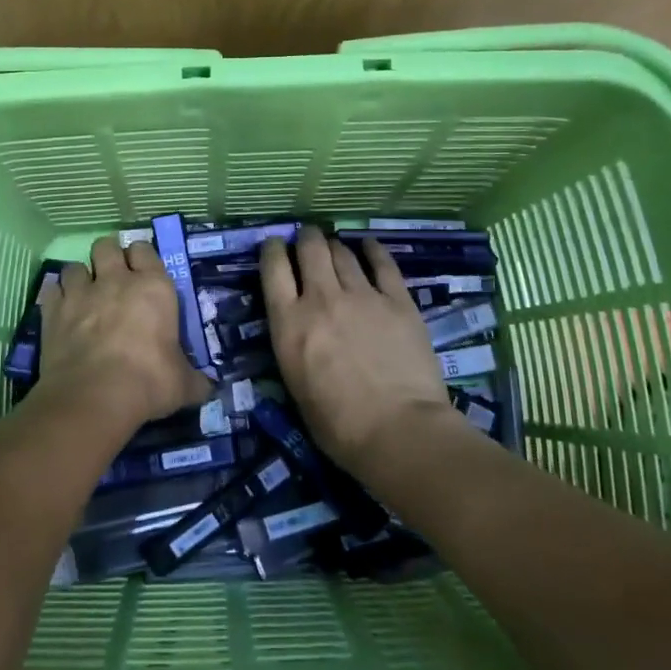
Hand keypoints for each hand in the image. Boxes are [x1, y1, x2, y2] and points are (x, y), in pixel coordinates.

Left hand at [36, 235, 213, 427]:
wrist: (94, 397)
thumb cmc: (148, 383)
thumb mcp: (183, 385)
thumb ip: (194, 379)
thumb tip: (207, 386)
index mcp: (153, 287)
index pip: (145, 250)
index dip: (142, 257)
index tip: (142, 271)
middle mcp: (116, 280)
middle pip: (107, 246)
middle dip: (108, 256)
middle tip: (112, 276)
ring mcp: (80, 293)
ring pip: (75, 265)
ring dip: (80, 277)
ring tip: (84, 295)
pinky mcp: (53, 311)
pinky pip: (52, 290)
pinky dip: (56, 297)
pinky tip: (61, 311)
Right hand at [261, 227, 457, 471]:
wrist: (398, 431)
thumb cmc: (338, 425)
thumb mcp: (294, 384)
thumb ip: (294, 345)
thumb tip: (299, 329)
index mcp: (289, 323)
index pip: (273, 269)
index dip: (272, 249)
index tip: (274, 245)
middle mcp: (322, 299)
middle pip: (310, 249)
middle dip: (306, 238)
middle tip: (308, 238)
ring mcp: (362, 296)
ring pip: (343, 253)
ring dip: (335, 246)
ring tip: (335, 246)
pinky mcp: (398, 301)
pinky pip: (383, 264)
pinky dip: (373, 250)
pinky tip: (369, 245)